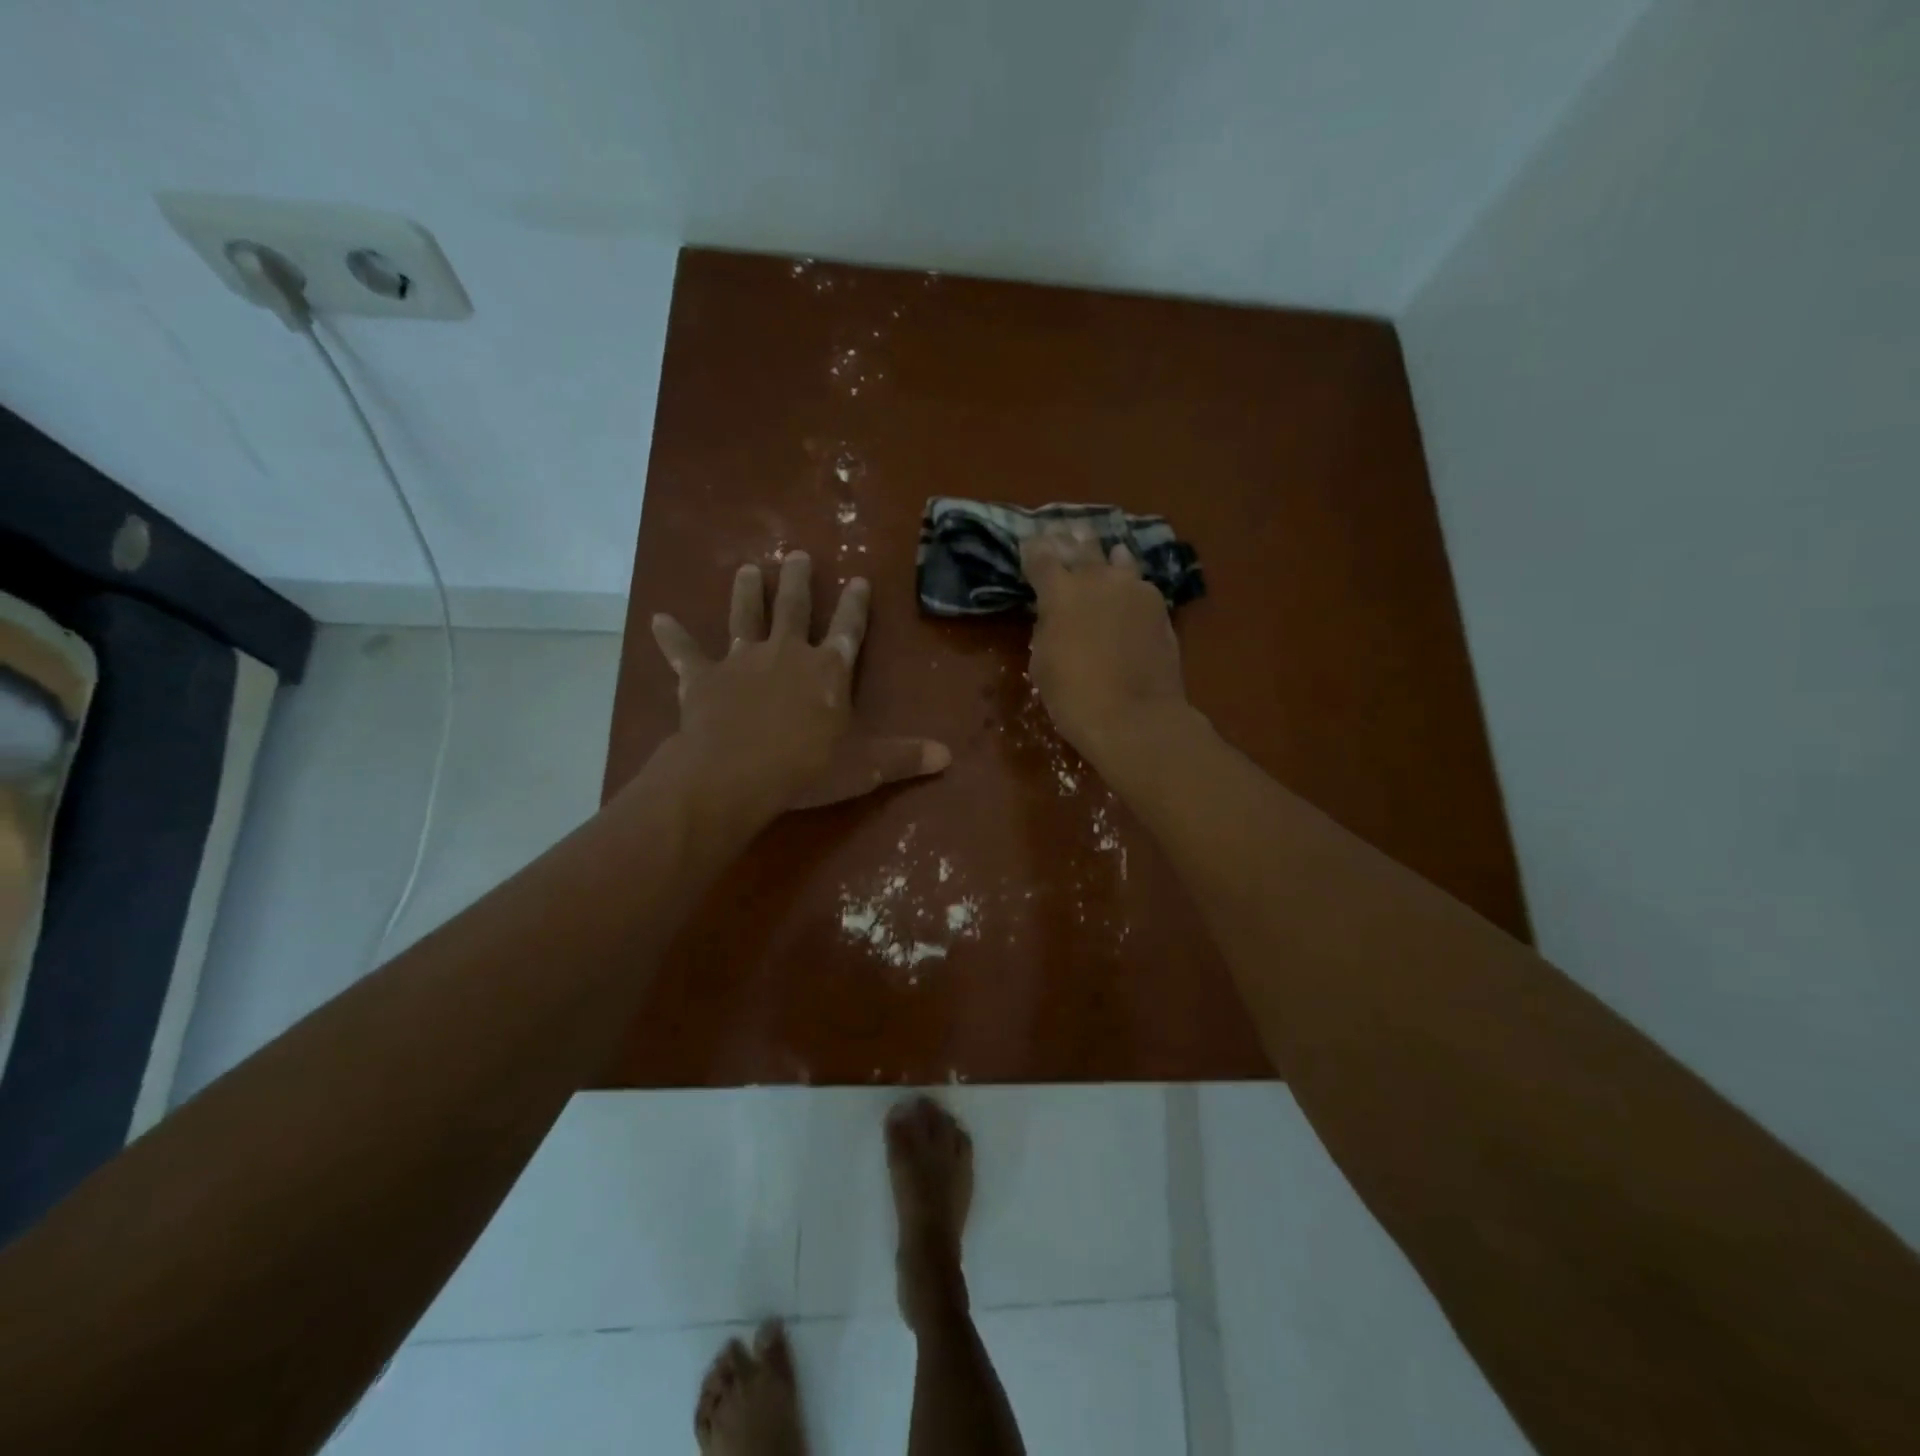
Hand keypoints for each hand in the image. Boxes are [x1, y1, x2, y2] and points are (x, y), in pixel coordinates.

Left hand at [650, 552, 950, 818]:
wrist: (736, 774)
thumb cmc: (806, 769)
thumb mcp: (864, 767)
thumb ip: (904, 758)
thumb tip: (948, 756)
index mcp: (827, 671)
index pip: (848, 629)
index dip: (855, 606)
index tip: (858, 579)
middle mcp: (787, 653)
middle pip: (794, 608)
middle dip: (797, 580)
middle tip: (796, 554)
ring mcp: (742, 661)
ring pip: (744, 616)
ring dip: (746, 593)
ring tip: (746, 568)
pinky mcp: (703, 678)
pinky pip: (684, 653)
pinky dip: (671, 638)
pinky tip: (657, 619)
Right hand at [1021, 528, 1194, 769]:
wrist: (1135, 718)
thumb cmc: (1074, 697)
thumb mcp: (1042, 663)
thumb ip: (1047, 627)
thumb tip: (1056, 614)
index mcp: (1060, 592)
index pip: (1041, 555)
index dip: (1033, 550)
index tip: (1029, 547)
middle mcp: (1097, 578)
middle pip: (1082, 545)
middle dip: (1070, 541)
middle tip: (1065, 536)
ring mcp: (1134, 588)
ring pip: (1118, 558)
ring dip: (1106, 557)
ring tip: (1105, 558)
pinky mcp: (1159, 605)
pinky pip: (1139, 584)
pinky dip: (1129, 584)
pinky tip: (1128, 592)